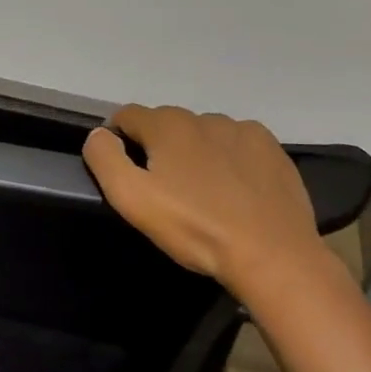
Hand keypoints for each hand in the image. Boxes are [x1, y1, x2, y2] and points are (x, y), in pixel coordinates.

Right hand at [82, 105, 326, 296]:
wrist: (272, 255)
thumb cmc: (195, 227)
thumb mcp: (133, 199)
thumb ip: (105, 159)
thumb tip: (98, 134)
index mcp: (167, 124)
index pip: (127, 116)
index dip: (119, 140)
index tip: (127, 173)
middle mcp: (203, 116)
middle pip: (166, 125)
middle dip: (159, 149)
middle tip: (166, 191)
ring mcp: (242, 129)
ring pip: (203, 134)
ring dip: (195, 153)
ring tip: (203, 193)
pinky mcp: (271, 148)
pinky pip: (237, 145)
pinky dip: (229, 159)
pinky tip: (236, 190)